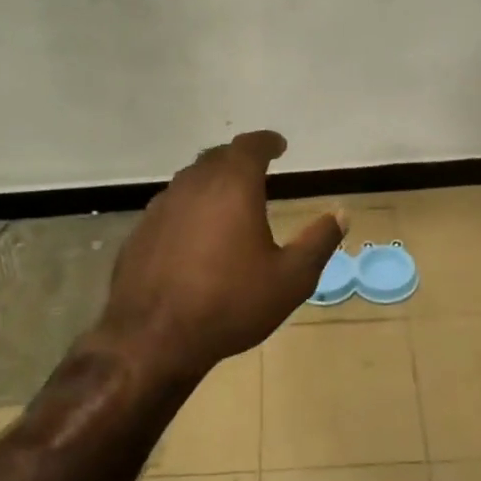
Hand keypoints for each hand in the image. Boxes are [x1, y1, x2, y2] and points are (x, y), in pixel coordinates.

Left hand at [99, 130, 343, 383]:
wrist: (153, 338)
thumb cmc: (230, 304)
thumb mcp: (290, 279)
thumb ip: (318, 242)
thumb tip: (340, 214)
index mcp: (232, 187)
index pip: (250, 147)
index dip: (267, 142)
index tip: (278, 145)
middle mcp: (193, 186)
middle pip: (216, 158)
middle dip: (238, 159)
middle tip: (255, 170)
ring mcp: (161, 208)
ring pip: (189, 181)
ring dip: (211, 182)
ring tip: (227, 200)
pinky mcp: (140, 232)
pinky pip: (170, 207)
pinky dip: (188, 209)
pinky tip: (194, 234)